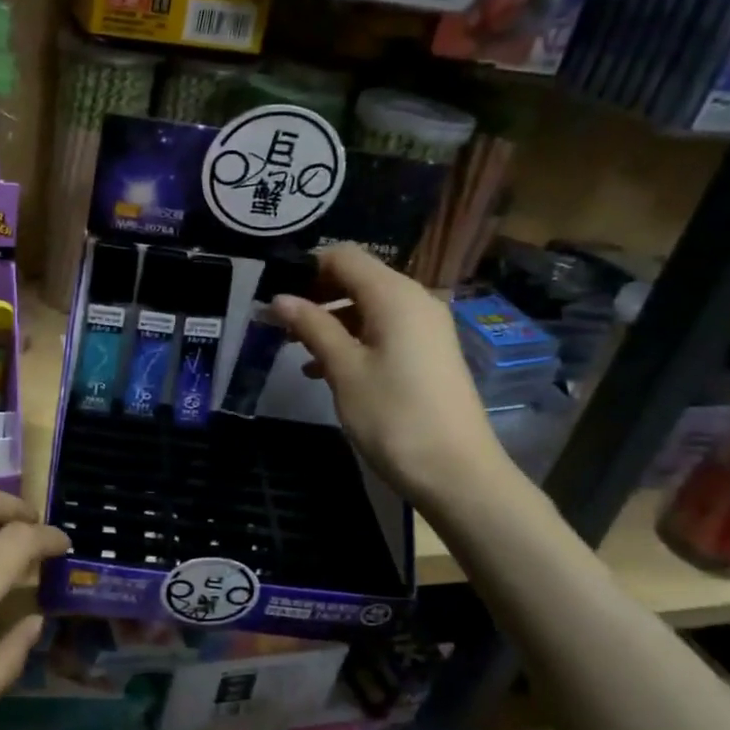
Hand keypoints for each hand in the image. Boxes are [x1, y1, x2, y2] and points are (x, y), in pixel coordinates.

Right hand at [272, 243, 515, 505]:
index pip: (344, 257)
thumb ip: (312, 327)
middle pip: (357, 279)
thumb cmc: (393, 416)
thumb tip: (280, 299)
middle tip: (278, 322)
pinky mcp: (427, 353)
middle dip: (315, 295)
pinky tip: (323, 370)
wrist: (456, 472)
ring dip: (331, 320)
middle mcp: (415, 300)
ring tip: (295, 347)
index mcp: (394, 295)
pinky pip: (383, 330)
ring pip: (368, 307)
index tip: (272, 292)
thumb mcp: (344, 370)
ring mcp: (425, 328)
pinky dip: (352, 340)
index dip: (305, 268)